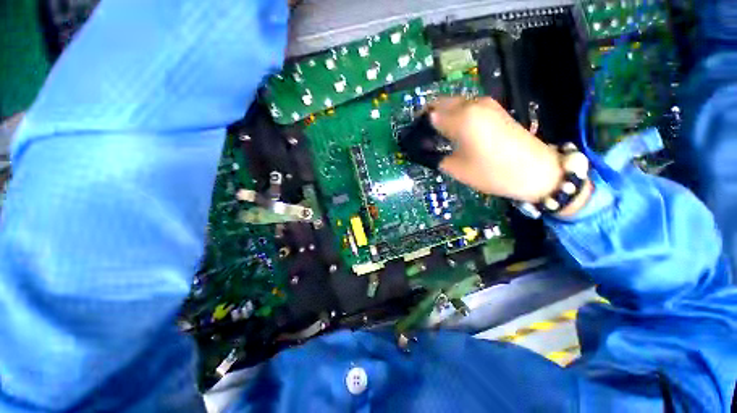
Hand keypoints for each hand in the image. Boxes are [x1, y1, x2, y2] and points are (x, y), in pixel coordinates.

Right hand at [430, 97, 562, 202]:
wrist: (536, 171)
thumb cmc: (492, 172)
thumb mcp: (456, 168)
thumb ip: (435, 156)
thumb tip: (422, 150)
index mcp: (461, 118)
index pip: (429, 116)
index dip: (419, 127)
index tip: (414, 140)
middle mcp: (472, 104)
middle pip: (440, 103)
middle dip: (428, 117)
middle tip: (423, 136)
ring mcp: (485, 104)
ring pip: (453, 103)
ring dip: (441, 115)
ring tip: (436, 136)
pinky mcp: (494, 109)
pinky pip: (466, 107)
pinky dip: (454, 115)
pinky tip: (453, 131)